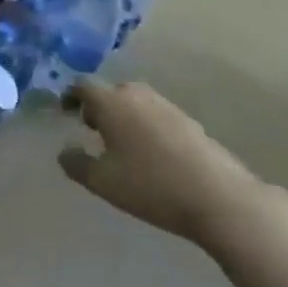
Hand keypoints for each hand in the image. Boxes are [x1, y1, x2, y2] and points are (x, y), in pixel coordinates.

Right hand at [58, 78, 273, 248]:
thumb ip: (76, 163)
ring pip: (137, 103)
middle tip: (93, 129)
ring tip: (122, 144)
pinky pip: (159, 117)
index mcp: (112, 102)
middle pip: (112, 91)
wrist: (222, 201)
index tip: (65, 112)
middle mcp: (139, 96)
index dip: (70, 96)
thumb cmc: (151, 185)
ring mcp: (170, 109)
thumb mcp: (102, 181)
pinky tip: (153, 155)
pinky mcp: (193, 125)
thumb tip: (65, 151)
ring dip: (125, 116)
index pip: (83, 85)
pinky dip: (148, 128)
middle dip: (99, 106)